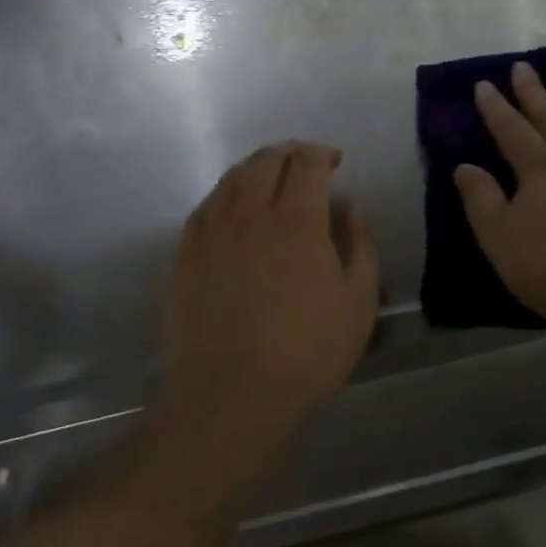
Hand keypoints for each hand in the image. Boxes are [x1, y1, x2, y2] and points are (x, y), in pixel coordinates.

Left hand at [163, 142, 379, 422]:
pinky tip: (229, 206)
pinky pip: (203, 209)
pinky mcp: (185, 257)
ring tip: (267, 175)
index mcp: (297, 220)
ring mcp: (211, 234)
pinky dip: (222, 195)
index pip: (306, 164)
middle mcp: (250, 214)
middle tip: (303, 161)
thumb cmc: (308, 352)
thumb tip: (350, 210)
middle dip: (288, 152)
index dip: (321, 154)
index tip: (333, 161)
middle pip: (265, 162)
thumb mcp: (359, 302)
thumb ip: (360, 246)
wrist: (233, 394)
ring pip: (230, 180)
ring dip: (254, 168)